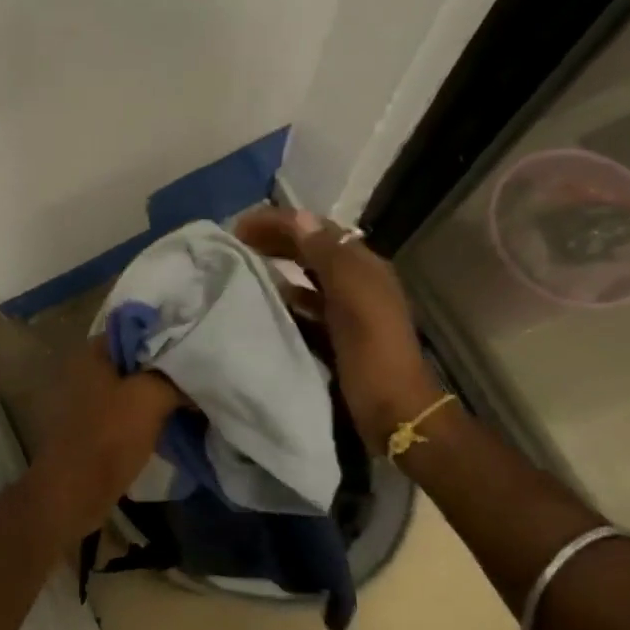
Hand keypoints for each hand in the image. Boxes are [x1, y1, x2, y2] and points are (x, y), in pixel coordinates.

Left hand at [27, 340, 180, 538]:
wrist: (74, 493)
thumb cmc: (109, 437)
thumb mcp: (150, 397)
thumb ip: (175, 377)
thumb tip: (197, 373)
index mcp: (94, 352)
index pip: (138, 328)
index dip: (170, 335)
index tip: (199, 345)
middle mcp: (87, 368)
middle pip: (138, 359)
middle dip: (169, 368)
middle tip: (202, 374)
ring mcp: (89, 398)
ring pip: (135, 387)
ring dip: (162, 394)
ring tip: (194, 398)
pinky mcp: (95, 425)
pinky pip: (130, 410)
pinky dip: (151, 414)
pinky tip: (176, 422)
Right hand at [234, 206, 439, 452]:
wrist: (393, 411)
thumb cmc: (371, 350)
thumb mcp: (352, 296)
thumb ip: (327, 255)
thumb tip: (298, 218)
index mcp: (364, 267)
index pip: (317, 229)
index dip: (280, 222)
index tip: (240, 225)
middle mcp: (357, 282)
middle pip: (312, 250)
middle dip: (276, 240)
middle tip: (236, 241)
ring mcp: (349, 310)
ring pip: (307, 277)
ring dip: (278, 266)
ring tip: (244, 266)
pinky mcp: (337, 336)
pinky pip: (306, 306)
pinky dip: (286, 298)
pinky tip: (265, 302)